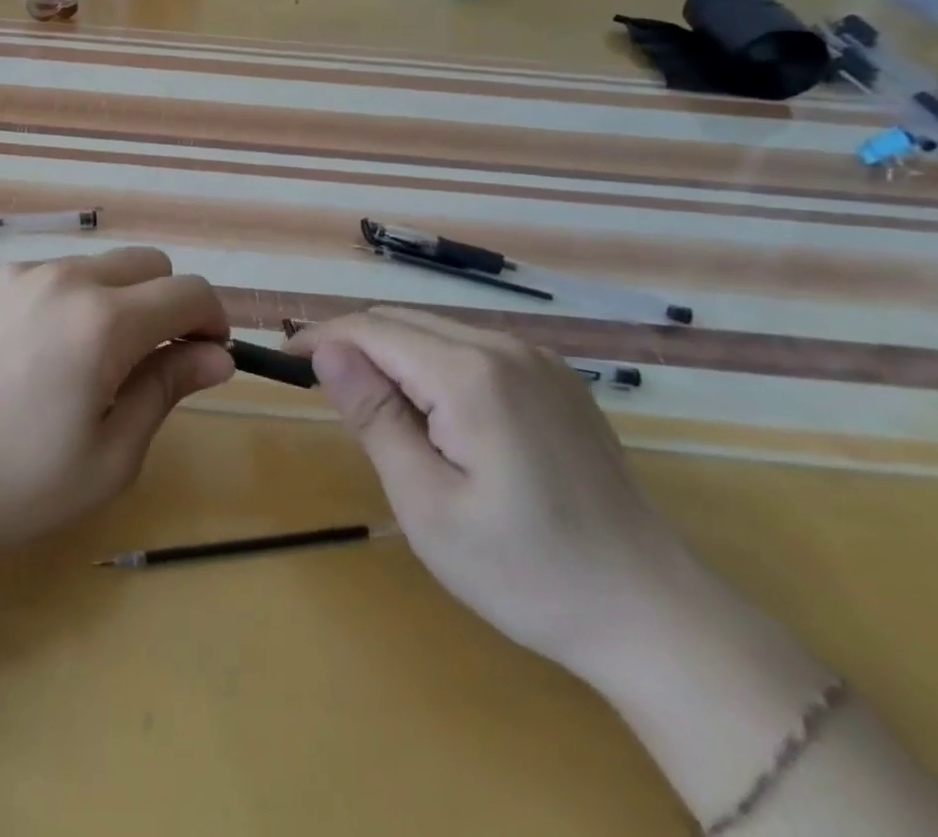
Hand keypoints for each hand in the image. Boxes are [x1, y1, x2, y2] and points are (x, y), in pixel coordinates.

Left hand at [0, 248, 232, 570]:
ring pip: (91, 267)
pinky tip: (22, 356)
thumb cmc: (13, 487)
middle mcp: (61, 278)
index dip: (211, 320)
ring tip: (76, 365)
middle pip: (146, 263)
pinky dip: (54, 303)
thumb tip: (218, 356)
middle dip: (165, 303)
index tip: (206, 355)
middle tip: (146, 362)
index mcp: (102, 321)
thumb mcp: (109, 457)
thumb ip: (168, 390)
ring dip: (108, 301)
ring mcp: (12, 273)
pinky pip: (39, 277)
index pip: (188, 291)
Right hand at [290, 306, 702, 683]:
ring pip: (436, 331)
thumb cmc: (526, 571)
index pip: (371, 330)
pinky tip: (434, 412)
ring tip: (374, 408)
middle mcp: (504, 347)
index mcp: (470, 374)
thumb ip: (374, 417)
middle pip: (402, 323)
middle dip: (353, 346)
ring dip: (392, 356)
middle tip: (324, 392)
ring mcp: (537, 359)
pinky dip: (432, 364)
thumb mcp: (427, 504)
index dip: (321, 338)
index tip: (283, 362)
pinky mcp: (555, 378)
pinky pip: (472, 349)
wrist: (654, 614)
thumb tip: (327, 352)